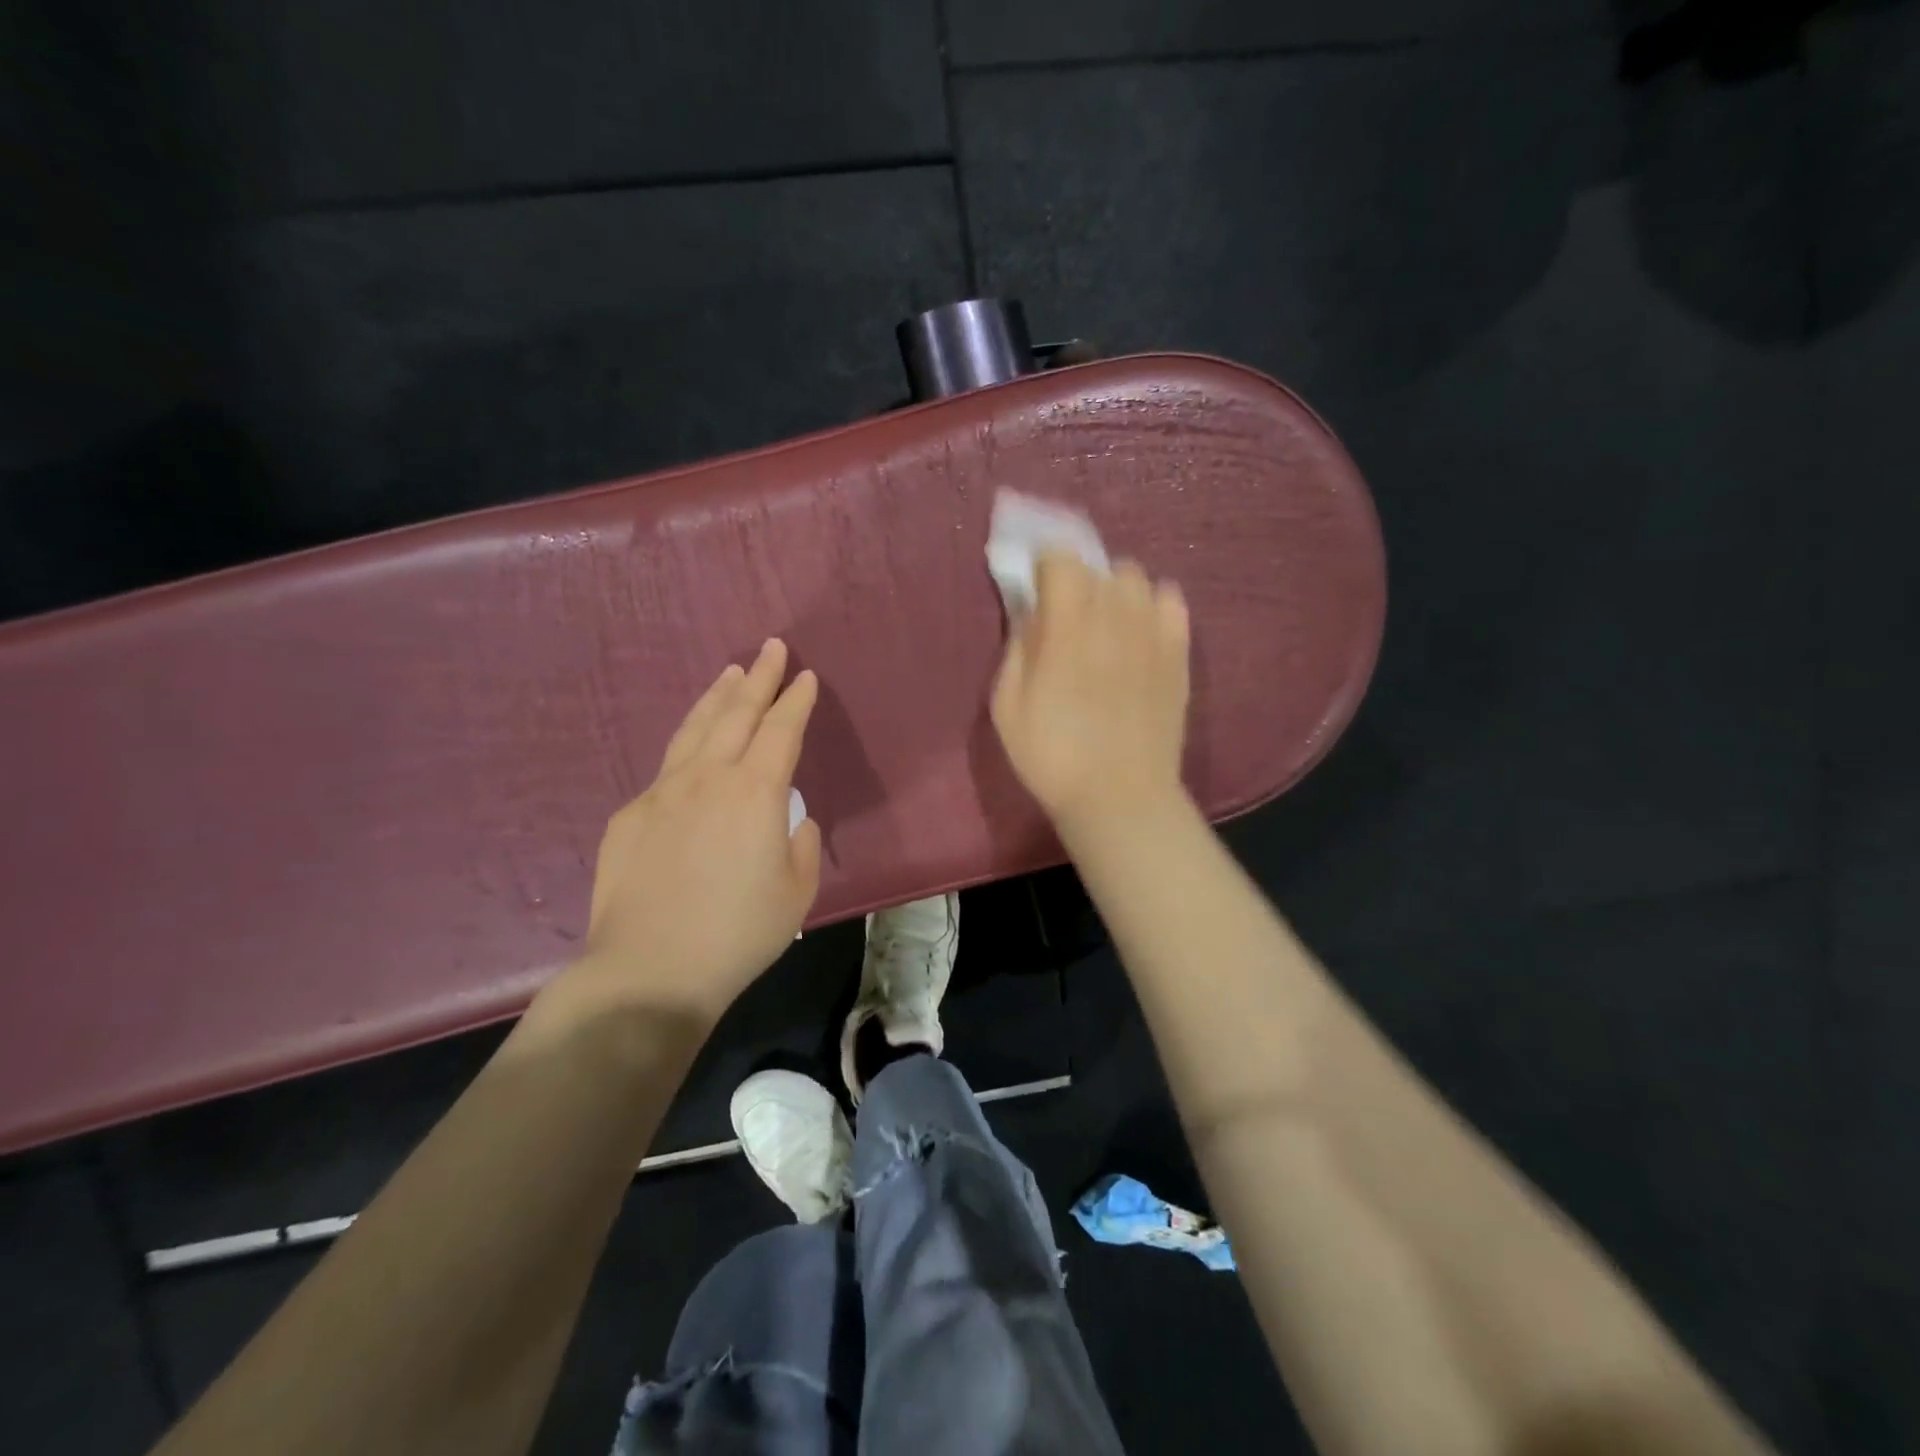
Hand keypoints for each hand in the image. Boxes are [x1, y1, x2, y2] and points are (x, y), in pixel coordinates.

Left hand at [558, 639, 821, 1025]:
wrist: (649, 970)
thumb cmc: (738, 933)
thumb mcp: (797, 892)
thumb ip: (800, 845)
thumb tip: (792, 822)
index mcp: (756, 792)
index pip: (781, 730)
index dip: (796, 700)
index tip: (805, 675)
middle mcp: (708, 778)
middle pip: (736, 713)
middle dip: (758, 677)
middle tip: (770, 648)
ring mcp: (662, 792)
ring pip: (694, 729)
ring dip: (716, 697)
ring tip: (728, 673)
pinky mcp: (630, 816)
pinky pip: (666, 770)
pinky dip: (687, 749)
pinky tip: (692, 753)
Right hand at [991, 554, 1190, 832]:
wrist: (1119, 796)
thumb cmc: (1052, 755)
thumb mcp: (1007, 705)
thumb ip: (1018, 648)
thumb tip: (1031, 614)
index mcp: (1067, 624)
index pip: (1060, 558)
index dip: (1044, 564)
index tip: (1035, 586)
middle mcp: (1114, 614)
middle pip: (1099, 565)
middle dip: (1078, 580)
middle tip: (1066, 614)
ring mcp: (1153, 631)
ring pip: (1137, 578)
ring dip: (1114, 590)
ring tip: (1105, 621)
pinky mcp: (1179, 652)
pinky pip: (1172, 601)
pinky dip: (1153, 604)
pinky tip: (1140, 630)